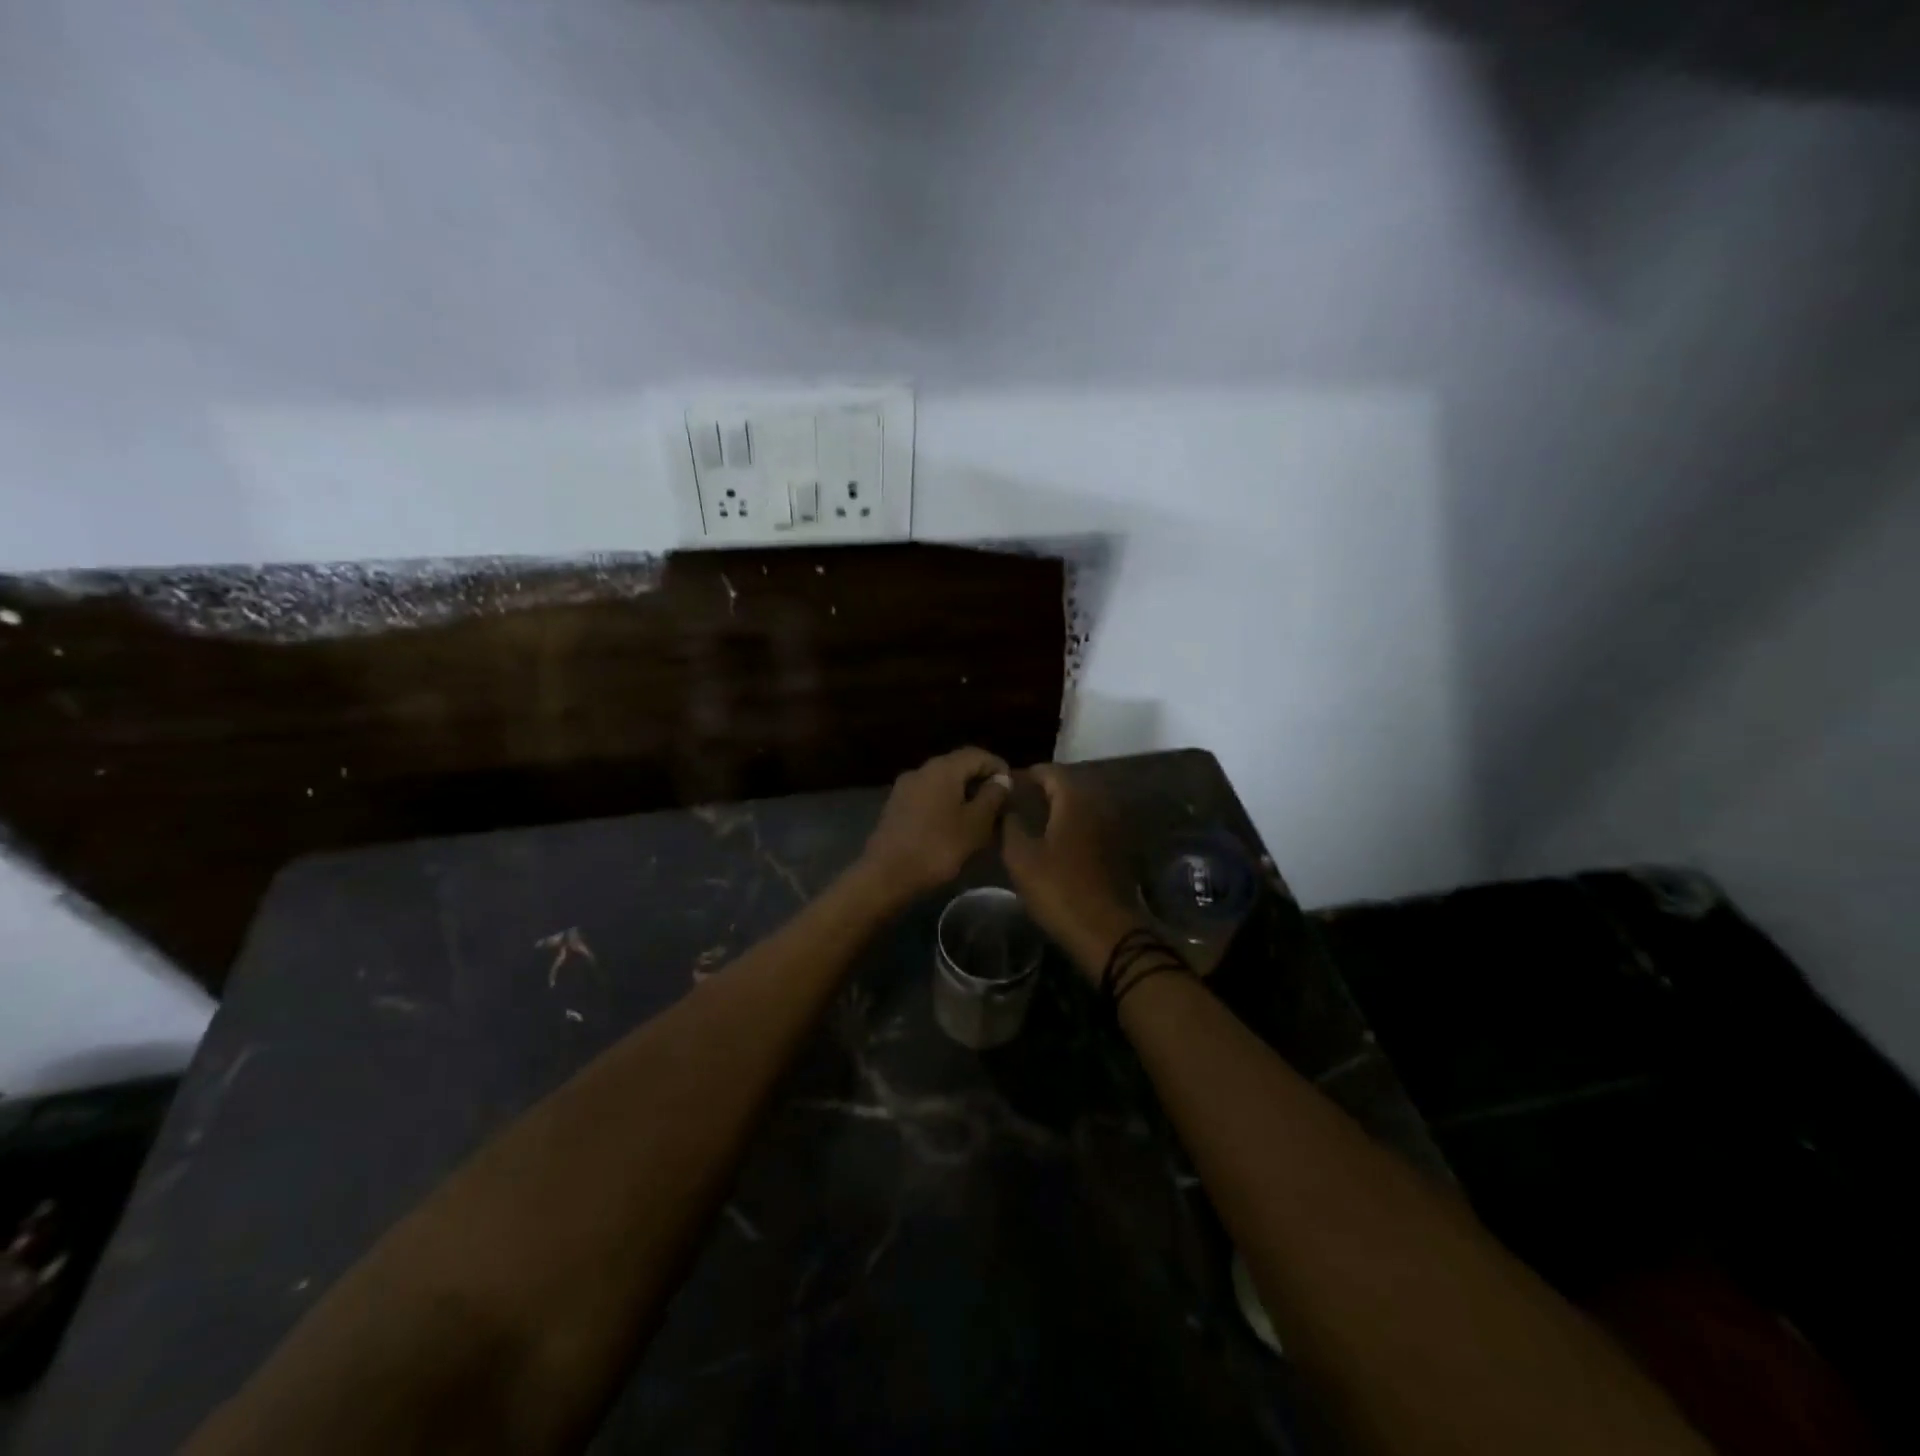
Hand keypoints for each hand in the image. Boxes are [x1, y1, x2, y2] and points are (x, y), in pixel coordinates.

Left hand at [858, 747, 1010, 901]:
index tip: (1012, 790)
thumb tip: (1001, 780)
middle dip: (980, 781)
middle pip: (958, 766)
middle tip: (999, 805)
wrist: (887, 875)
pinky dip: (945, 804)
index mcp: (943, 768)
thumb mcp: (975, 824)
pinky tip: (953, 826)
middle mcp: (921, 770)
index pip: (977, 754)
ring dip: (963, 794)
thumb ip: (992, 797)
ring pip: (942, 782)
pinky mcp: (896, 806)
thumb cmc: (938, 847)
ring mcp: (905, 787)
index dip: (998, 767)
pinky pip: (928, 796)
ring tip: (979, 818)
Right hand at [999, 764, 1140, 978]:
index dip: (1026, 775)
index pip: (1050, 771)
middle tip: (1016, 804)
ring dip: (1058, 810)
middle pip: (1068, 786)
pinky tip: (1056, 843)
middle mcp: (1099, 804)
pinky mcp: (1119, 849)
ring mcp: (1113, 827)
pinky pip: (1091, 825)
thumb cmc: (1059, 889)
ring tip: (1032, 823)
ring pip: (1081, 807)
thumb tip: (1006, 806)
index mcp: (1076, 799)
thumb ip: (1010, 824)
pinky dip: (1073, 827)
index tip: (1005, 786)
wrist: (1107, 932)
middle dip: (1043, 791)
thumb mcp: (1021, 857)